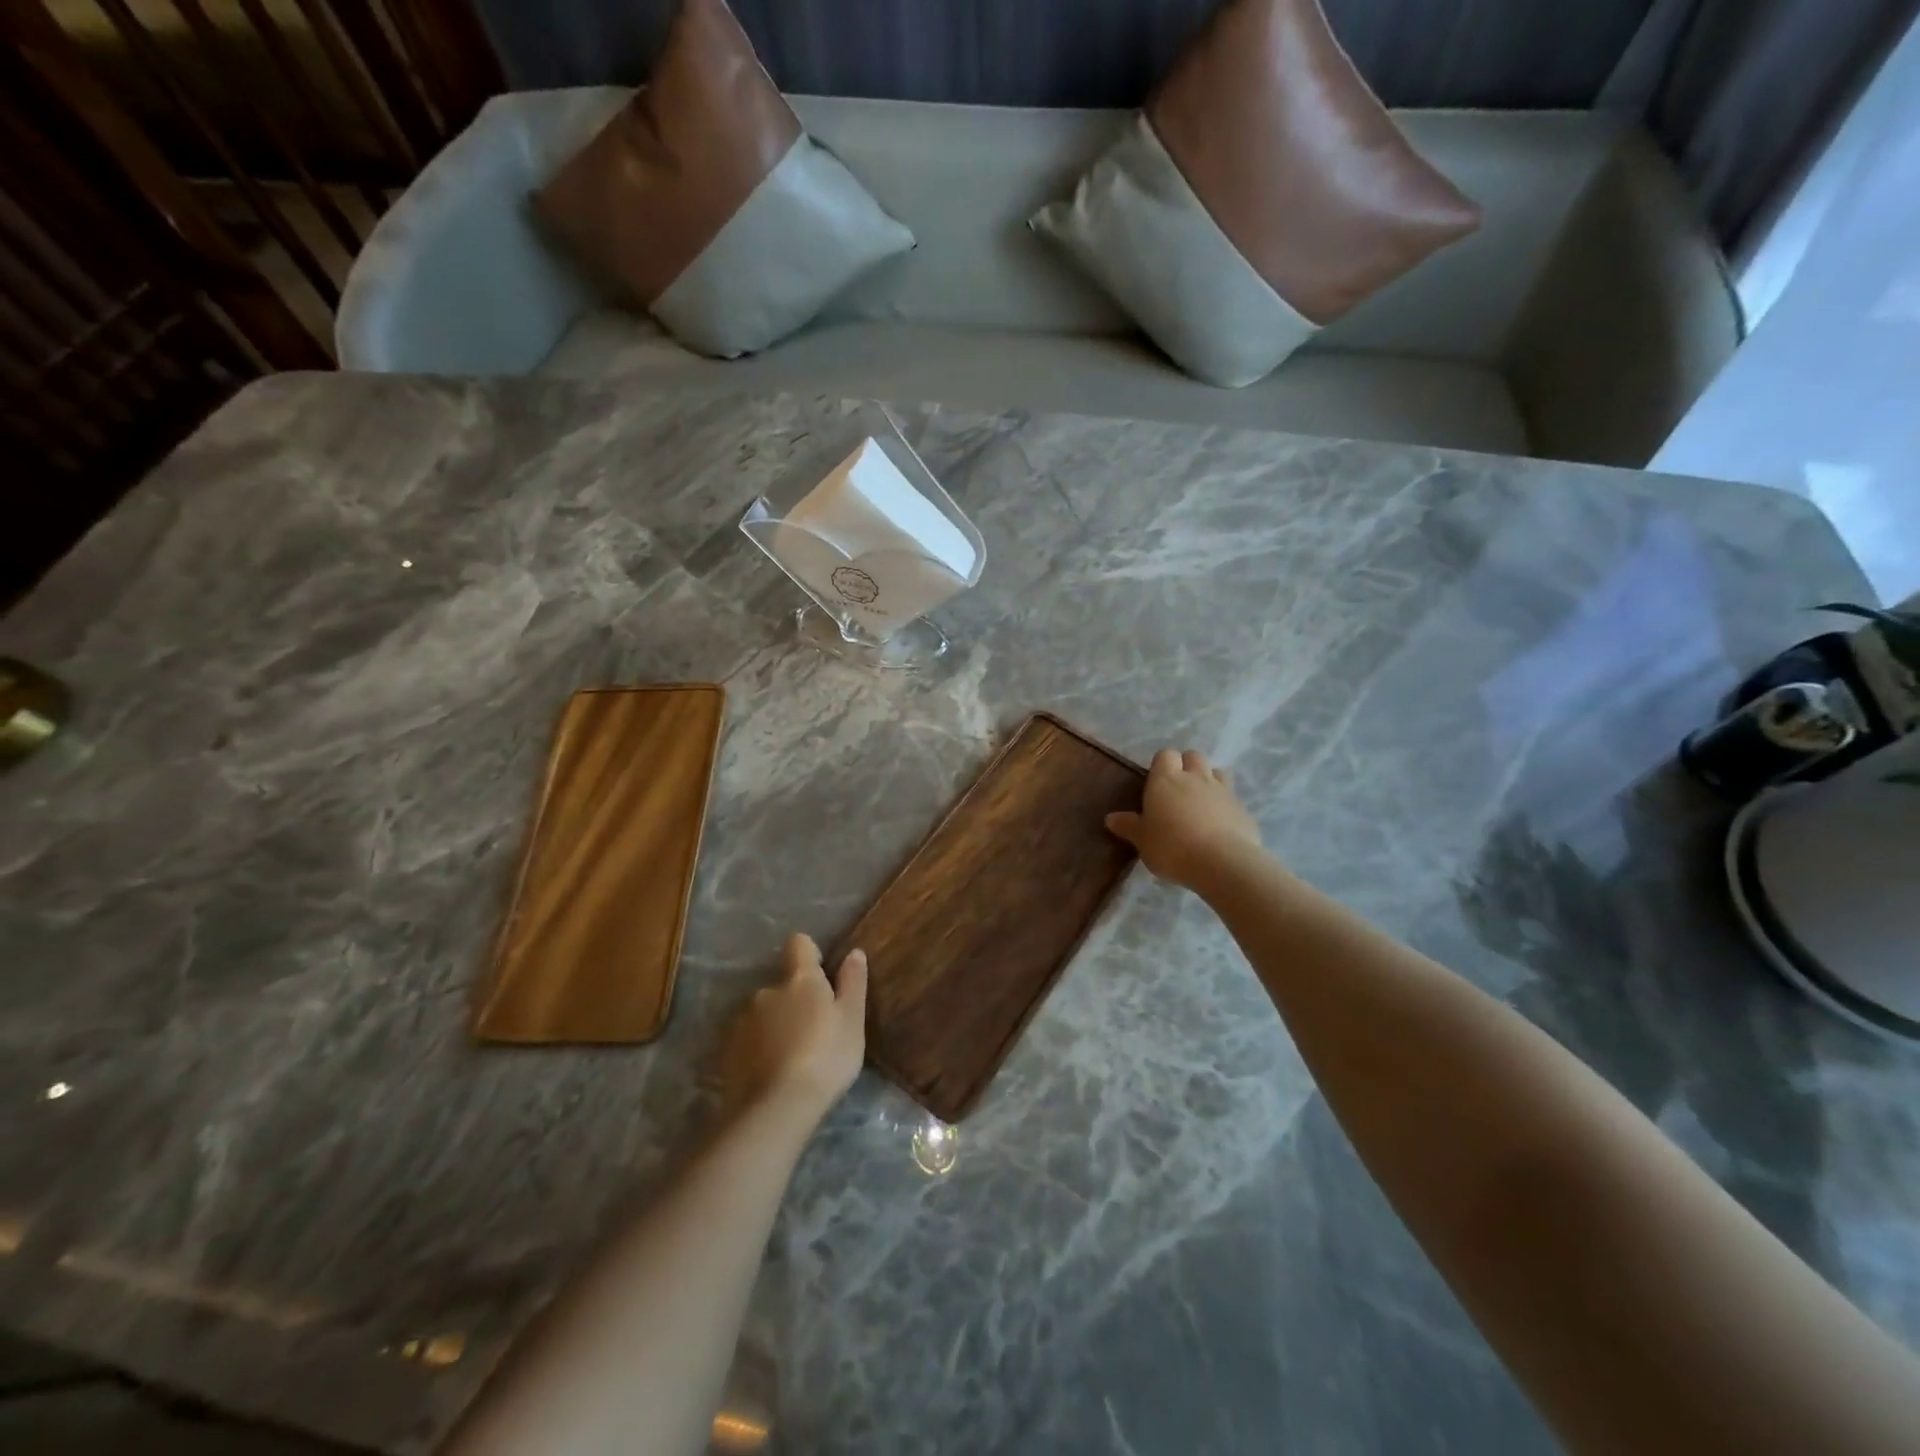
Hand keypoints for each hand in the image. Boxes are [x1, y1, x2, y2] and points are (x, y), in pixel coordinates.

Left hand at [719, 933, 867, 1123]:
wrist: (777, 1107)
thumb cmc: (826, 1057)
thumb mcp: (852, 1020)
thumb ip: (853, 982)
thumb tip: (854, 952)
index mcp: (800, 979)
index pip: (799, 944)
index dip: (810, 954)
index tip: (822, 975)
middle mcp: (767, 990)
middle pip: (782, 983)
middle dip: (794, 999)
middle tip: (813, 1030)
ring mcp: (743, 1020)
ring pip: (764, 1012)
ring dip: (776, 1024)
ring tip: (791, 1056)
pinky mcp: (728, 1050)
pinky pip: (748, 1039)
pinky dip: (758, 1048)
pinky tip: (771, 1072)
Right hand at [1107, 748, 1261, 890]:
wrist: (1222, 863)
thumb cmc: (1172, 848)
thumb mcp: (1143, 841)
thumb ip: (1129, 826)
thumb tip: (1110, 818)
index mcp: (1165, 780)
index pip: (1165, 755)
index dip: (1162, 765)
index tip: (1157, 783)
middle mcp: (1195, 777)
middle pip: (1193, 756)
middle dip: (1187, 766)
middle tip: (1178, 790)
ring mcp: (1222, 790)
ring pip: (1216, 771)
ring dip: (1209, 779)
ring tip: (1201, 802)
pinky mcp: (1242, 808)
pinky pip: (1232, 796)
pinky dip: (1225, 804)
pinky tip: (1220, 824)